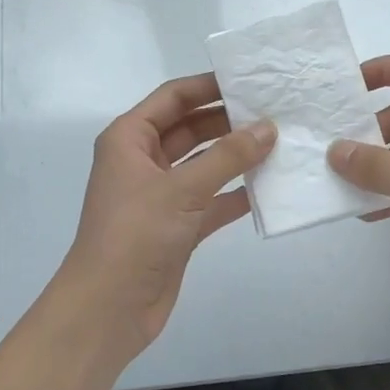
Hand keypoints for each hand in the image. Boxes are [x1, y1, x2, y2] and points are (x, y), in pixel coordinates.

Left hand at [59, 73, 274, 358]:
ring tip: (280, 144)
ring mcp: (161, 195)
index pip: (173, 98)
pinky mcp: (177, 226)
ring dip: (236, 157)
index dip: (209, 86)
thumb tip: (268, 128)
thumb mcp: (182, 189)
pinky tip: (270, 188)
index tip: (250, 80)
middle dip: (228, 121)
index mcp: (130, 139)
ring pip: (204, 164)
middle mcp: (144, 161)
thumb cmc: (135, 235)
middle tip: (274, 112)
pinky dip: (236, 194)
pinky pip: (212, 200)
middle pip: (191, 128)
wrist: (108, 309)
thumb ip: (228, 157)